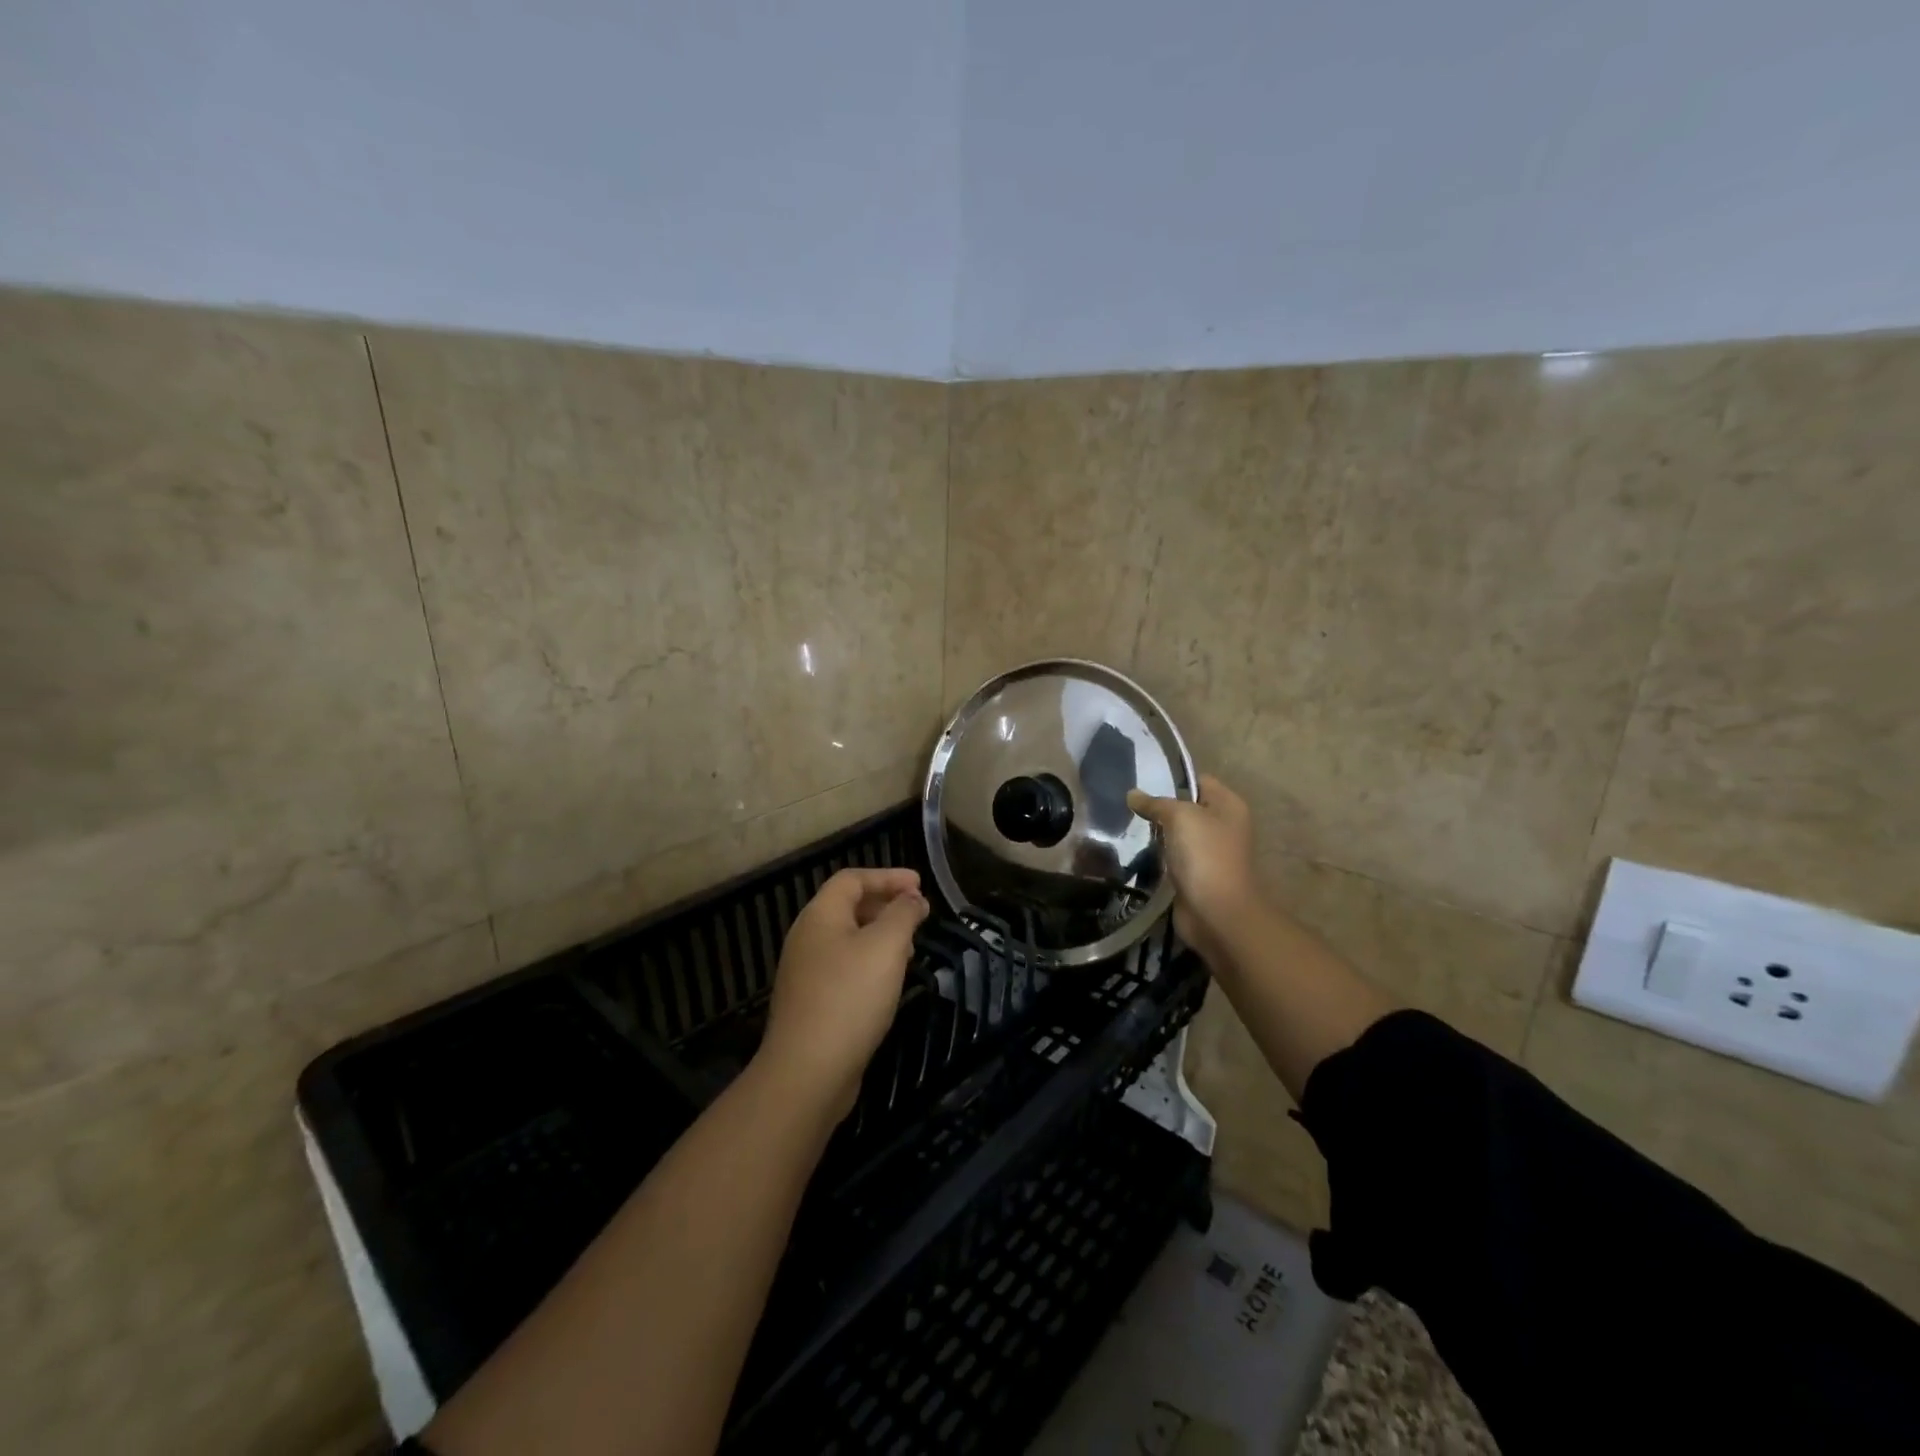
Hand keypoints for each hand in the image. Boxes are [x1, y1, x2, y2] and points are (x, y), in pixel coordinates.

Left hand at [757, 867, 928, 1115]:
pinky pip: (844, 968)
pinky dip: (870, 963)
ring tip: (910, 949)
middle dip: (886, 905)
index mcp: (820, 916)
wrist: (807, 1072)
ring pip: (847, 939)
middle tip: (919, 917)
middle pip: (848, 906)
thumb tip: (913, 898)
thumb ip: (903, 914)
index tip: (920, 886)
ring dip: (880, 936)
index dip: (888, 877)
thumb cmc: (850, 997)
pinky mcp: (811, 1002)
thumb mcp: (886, 947)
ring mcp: (806, 972)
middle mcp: (807, 937)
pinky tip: (888, 983)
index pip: (852, 878)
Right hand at [1127, 774, 1259, 968]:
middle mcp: (1223, 826)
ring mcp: (1210, 853)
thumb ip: (1155, 803)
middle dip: (1159, 809)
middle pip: (1186, 808)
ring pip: (1177, 835)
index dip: (1172, 781)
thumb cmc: (1204, 855)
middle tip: (1128, 808)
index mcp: (1228, 805)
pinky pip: (1173, 859)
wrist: (1217, 913)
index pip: (1198, 781)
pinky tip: (1135, 853)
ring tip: (1127, 828)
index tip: (1141, 784)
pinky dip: (1158, 858)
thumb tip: (1132, 794)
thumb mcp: (1179, 817)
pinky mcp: (1196, 876)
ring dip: (1157, 835)